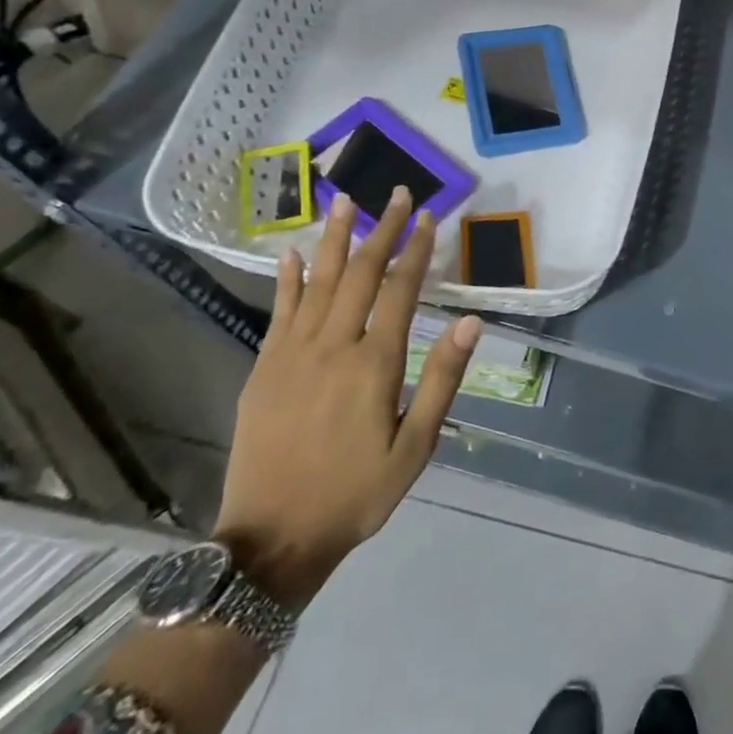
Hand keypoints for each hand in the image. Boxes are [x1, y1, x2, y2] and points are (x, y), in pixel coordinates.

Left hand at [213, 190, 478, 609]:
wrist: (273, 539)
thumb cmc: (357, 493)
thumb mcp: (416, 446)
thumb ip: (442, 379)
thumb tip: (469, 321)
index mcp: (374, 364)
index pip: (400, 290)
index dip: (415, 250)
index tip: (428, 217)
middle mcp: (332, 347)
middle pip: (359, 274)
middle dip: (381, 230)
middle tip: (396, 194)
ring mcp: (291, 355)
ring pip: (317, 283)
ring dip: (334, 239)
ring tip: (345, 201)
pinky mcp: (264, 369)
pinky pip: (279, 312)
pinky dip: (287, 280)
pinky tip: (292, 254)